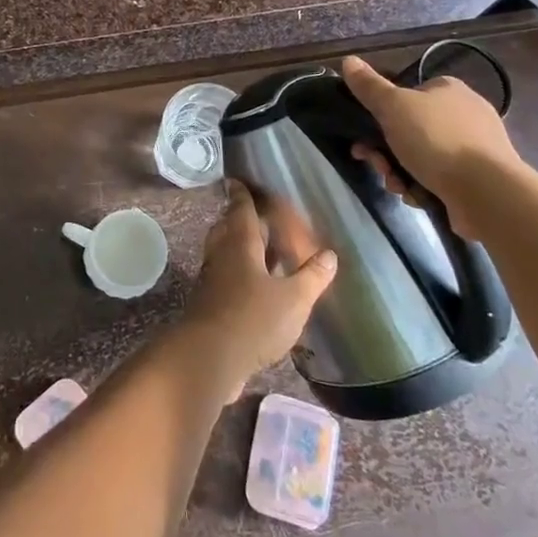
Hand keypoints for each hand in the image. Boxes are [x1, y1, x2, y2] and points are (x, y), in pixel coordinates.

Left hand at [178, 179, 336, 403]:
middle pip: (227, 227)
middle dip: (237, 217)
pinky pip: (223, 274)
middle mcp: (222, 254)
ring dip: (237, 244)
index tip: (237, 180)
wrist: (209, 356)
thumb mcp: (294, 299)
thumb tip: (329, 255)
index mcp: (240, 243)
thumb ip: (312, 277)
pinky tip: (252, 284)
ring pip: (223, 251)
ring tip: (257, 246)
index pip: (240, 209)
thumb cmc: (253, 319)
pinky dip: (236, 270)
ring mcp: (212, 278)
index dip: (241, 194)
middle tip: (251, 212)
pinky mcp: (208, 302)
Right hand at [339, 55, 524, 235]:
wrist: (486, 191)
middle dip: (386, 151)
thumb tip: (348, 60)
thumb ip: (369, 86)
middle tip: (378, 166)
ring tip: (399, 187)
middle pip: (408, 129)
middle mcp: (464, 113)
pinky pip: (438, 178)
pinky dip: (423, 187)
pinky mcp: (478, 177)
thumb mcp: (393, 107)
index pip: (407, 94)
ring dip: (400, 172)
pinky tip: (418, 196)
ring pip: (420, 156)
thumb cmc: (436, 140)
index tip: (365, 134)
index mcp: (448, 89)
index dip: (381, 114)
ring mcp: (474, 147)